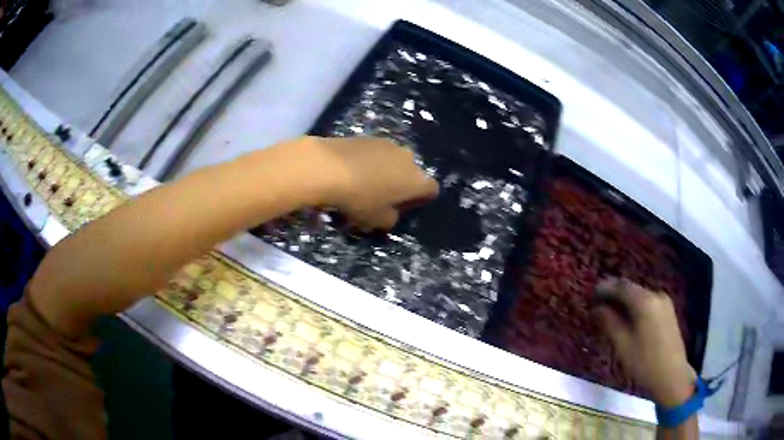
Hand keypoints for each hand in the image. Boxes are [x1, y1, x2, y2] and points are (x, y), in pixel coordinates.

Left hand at [300, 136, 438, 229]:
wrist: (327, 167)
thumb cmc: (359, 198)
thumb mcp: (377, 220)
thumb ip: (390, 219)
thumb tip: (390, 213)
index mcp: (417, 180)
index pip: (431, 190)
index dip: (420, 200)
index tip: (404, 207)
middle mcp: (408, 158)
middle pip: (412, 173)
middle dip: (402, 184)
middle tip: (383, 197)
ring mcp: (389, 144)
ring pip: (394, 161)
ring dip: (386, 171)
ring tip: (365, 183)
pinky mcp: (369, 137)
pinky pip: (376, 153)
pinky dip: (370, 161)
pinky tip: (352, 171)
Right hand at [594, 278, 695, 406]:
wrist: (672, 375)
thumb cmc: (644, 363)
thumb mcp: (623, 345)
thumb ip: (609, 322)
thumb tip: (597, 308)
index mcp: (645, 302)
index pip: (622, 286)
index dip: (605, 287)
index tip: (591, 293)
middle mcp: (656, 295)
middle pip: (632, 289)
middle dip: (614, 293)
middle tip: (598, 302)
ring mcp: (665, 302)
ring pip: (640, 295)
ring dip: (625, 300)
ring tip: (611, 311)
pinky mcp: (668, 311)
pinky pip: (648, 302)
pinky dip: (635, 306)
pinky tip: (628, 317)